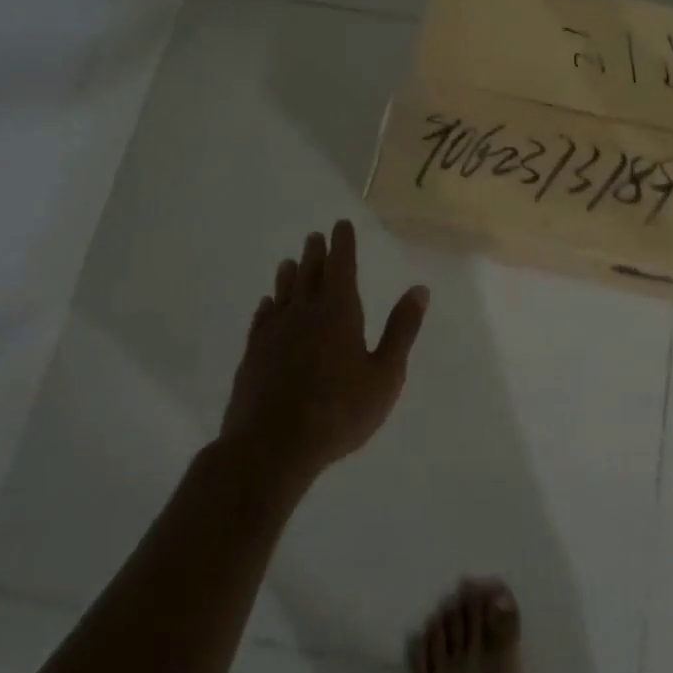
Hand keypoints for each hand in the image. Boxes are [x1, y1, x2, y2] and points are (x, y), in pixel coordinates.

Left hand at [219, 220, 429, 485]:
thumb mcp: (385, 374)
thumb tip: (419, 289)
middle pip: (310, 274)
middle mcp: (304, 312)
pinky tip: (267, 306)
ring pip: (283, 293)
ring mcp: (274, 333)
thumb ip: (401, 330)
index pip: (341, 265)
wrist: (270, 448)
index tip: (341, 225)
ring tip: (290, 262)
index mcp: (339, 310)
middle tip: (316, 236)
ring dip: (289, 275)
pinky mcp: (253, 356)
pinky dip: (267, 307)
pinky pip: (262, 320)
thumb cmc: (338, 411)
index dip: (343, 244)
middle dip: (316, 253)